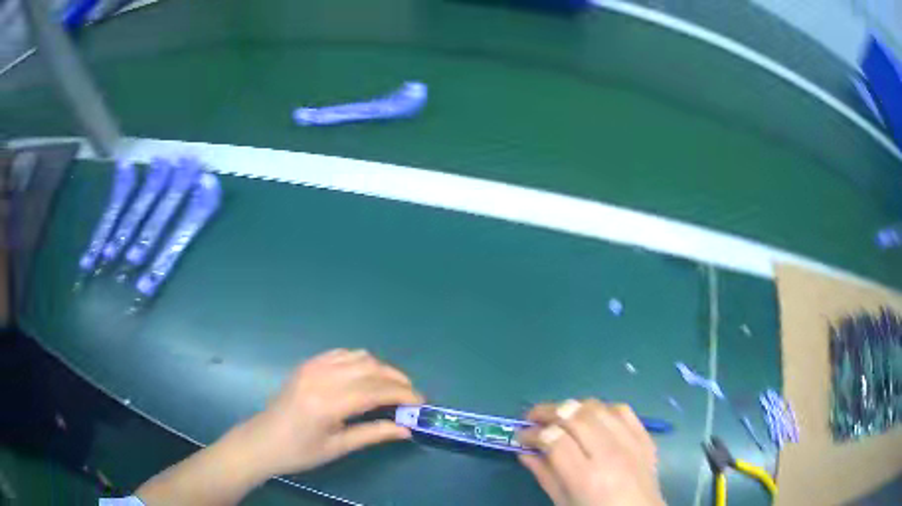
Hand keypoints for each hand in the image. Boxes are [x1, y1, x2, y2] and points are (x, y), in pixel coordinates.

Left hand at [235, 348, 423, 476]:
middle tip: (412, 396)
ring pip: (359, 356)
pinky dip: (361, 361)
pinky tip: (366, 376)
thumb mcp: (338, 447)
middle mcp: (321, 377)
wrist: (262, 441)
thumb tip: (407, 429)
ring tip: (392, 387)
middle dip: (397, 379)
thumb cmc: (299, 452)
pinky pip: (341, 353)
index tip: (421, 403)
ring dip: (381, 369)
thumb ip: (374, 433)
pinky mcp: (307, 364)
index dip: (403, 394)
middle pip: (371, 368)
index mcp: (328, 403)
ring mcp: (312, 366)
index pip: (376, 390)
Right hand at [517, 399, 664, 505]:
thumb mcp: (564, 502)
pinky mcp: (645, 438)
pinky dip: (603, 408)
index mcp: (586, 477)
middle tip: (533, 417)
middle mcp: (610, 455)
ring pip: (598, 407)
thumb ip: (544, 475)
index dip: (533, 433)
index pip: (555, 439)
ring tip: (559, 416)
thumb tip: (524, 451)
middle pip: (576, 416)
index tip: (521, 435)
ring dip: (573, 407)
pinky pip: (623, 410)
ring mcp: (632, 443)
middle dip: (548, 411)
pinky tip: (591, 417)